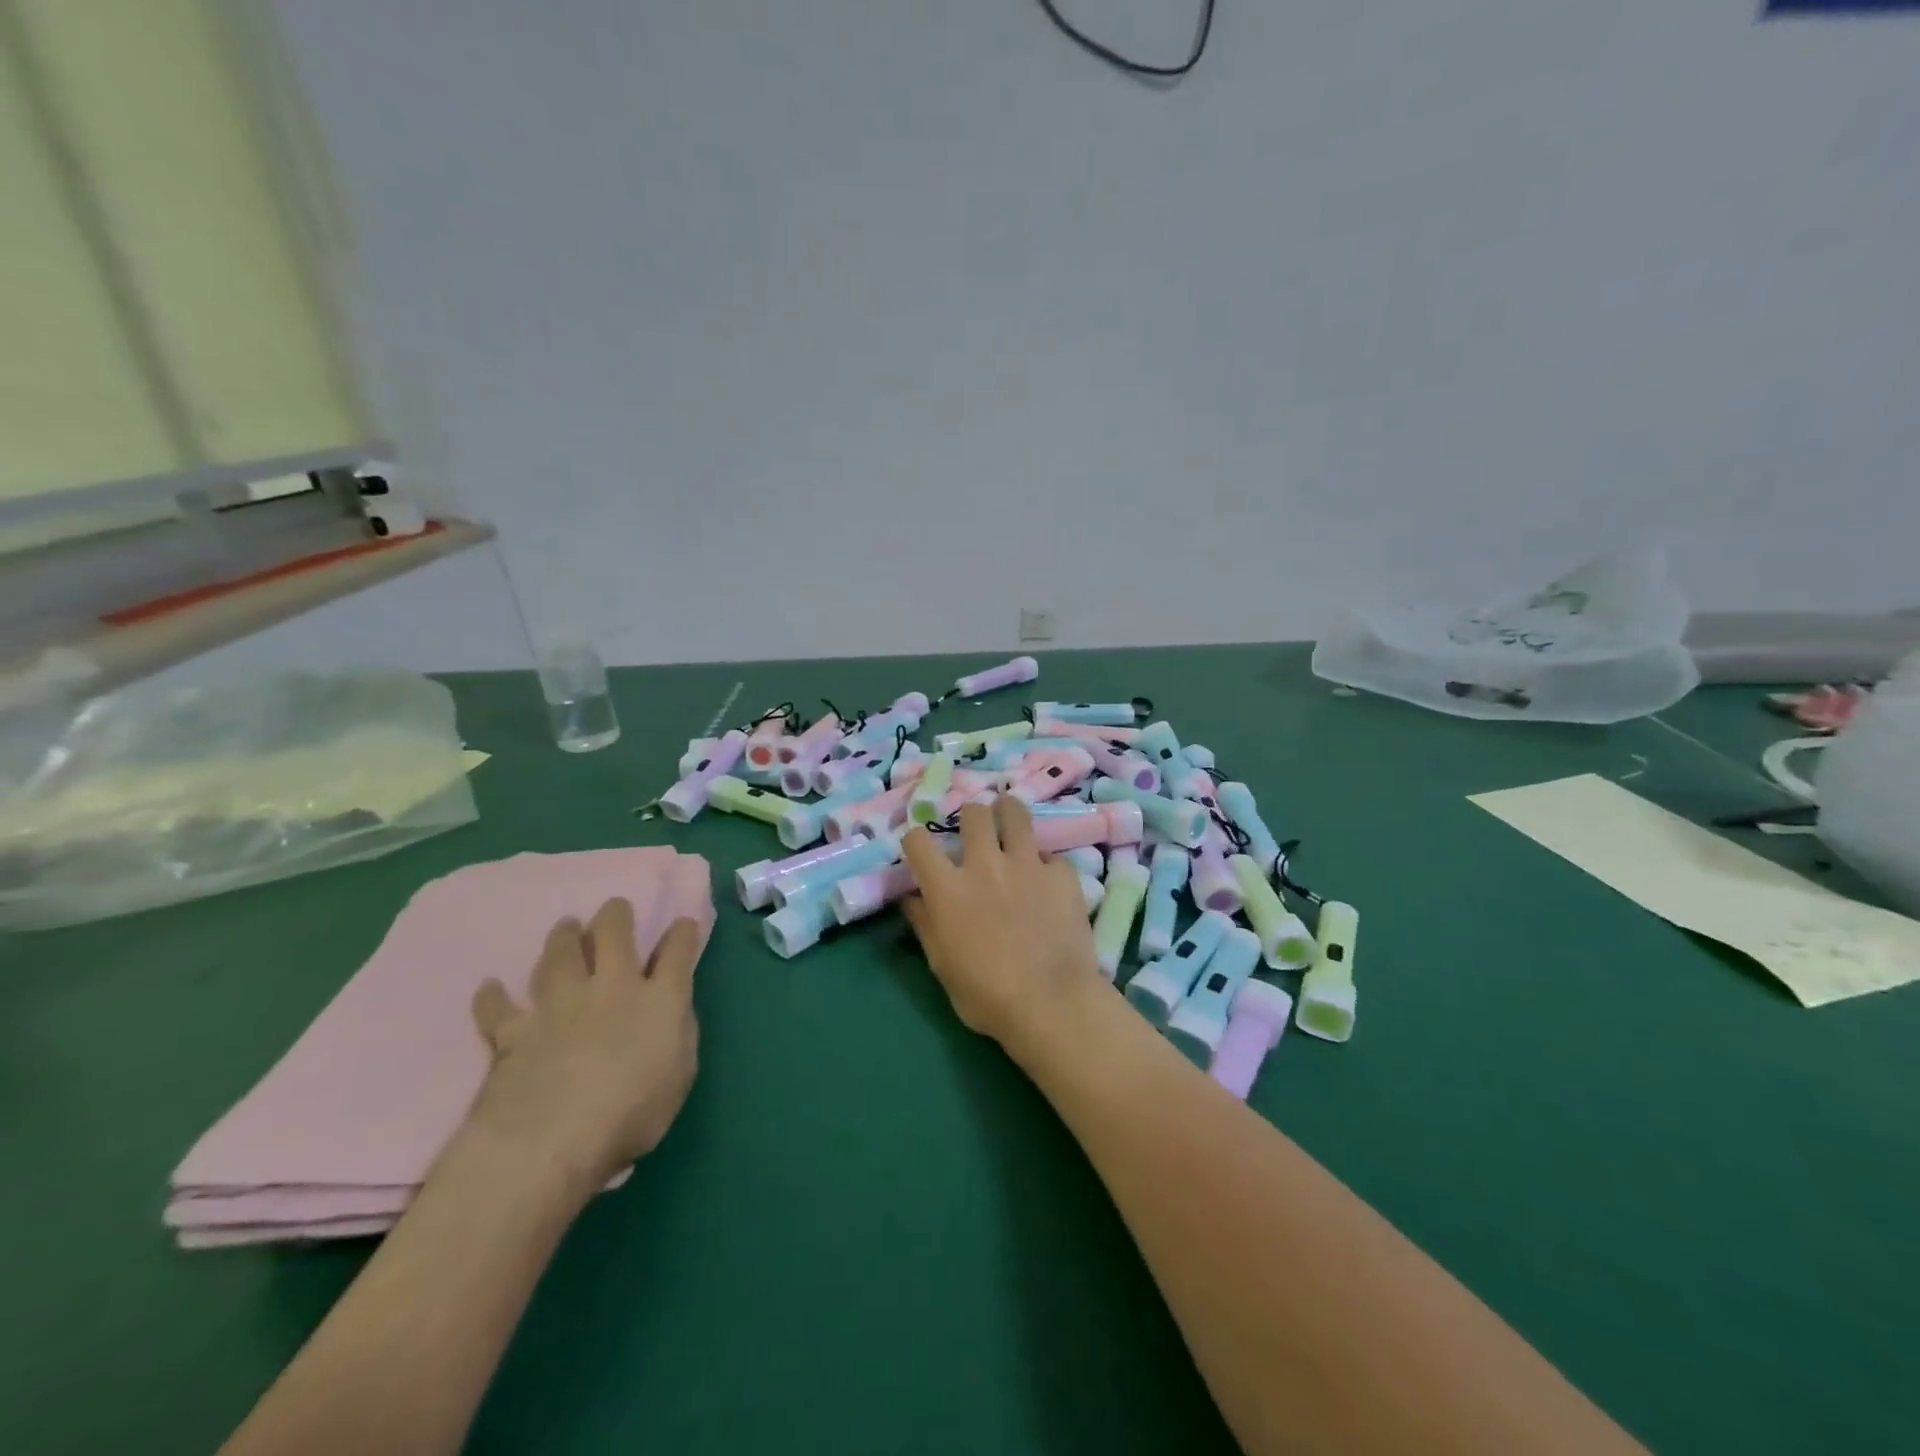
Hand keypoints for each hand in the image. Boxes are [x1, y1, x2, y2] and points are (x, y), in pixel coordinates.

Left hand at [467, 901, 700, 1196]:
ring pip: (560, 954)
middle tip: (615, 910)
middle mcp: (612, 988)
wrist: (551, 1143)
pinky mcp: (516, 1031)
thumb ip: (678, 1033)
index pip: (677, 952)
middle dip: (616, 915)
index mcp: (660, 1000)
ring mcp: (560, 1005)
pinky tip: (490, 988)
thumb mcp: (680, 1075)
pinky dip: (494, 997)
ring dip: (563, 936)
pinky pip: (500, 1007)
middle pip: (614, 933)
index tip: (682, 924)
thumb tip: (672, 1011)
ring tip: (566, 927)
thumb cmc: (631, 1116)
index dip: (682, 933)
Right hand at [901, 796, 1106, 1063]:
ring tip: (1010, 820)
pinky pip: (1051, 856)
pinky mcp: (1061, 874)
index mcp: (948, 888)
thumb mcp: (941, 965)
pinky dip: (1046, 865)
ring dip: (1009, 813)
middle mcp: (984, 864)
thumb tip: (912, 899)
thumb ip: (925, 924)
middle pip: (973, 813)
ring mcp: (1026, 864)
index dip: (916, 840)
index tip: (922, 848)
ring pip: (1015, 813)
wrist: (1051, 1003)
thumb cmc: (986, 995)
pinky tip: (1049, 881)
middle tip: (976, 830)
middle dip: (970, 816)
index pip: (918, 840)